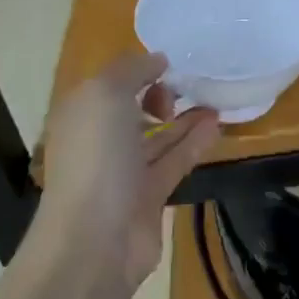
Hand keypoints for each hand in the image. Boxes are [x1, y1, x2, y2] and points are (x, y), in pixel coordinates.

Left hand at [39, 53, 221, 293]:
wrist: (95, 238)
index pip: (110, 84)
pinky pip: (174, 161)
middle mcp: (99, 142)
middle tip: (193, 84)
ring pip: (158, 137)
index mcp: (81, 115)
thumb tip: (157, 60)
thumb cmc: (96, 157)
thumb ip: (132, 70)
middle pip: (134, 111)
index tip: (171, 63)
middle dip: (162, 95)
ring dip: (185, 118)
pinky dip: (195, 143)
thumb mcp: (106, 95)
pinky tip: (217, 125)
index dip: (139, 70)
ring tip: (216, 100)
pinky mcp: (148, 197)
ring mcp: (123, 172)